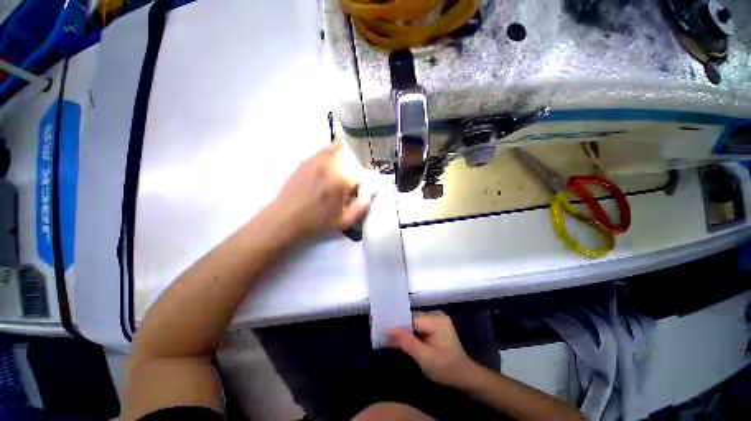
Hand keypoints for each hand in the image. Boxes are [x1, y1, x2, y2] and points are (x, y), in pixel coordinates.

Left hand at [270, 141, 373, 239]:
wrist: (285, 218)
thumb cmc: (317, 222)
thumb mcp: (345, 221)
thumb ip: (363, 206)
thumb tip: (374, 191)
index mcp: (343, 180)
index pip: (362, 172)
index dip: (363, 181)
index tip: (358, 188)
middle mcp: (331, 165)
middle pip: (352, 157)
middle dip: (355, 166)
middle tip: (351, 179)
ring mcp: (317, 160)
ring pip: (339, 148)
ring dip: (345, 156)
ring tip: (343, 168)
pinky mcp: (307, 160)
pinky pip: (325, 149)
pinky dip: (332, 151)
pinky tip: (331, 165)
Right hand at [388, 311, 479, 388]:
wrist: (464, 377)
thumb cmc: (446, 369)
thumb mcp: (425, 358)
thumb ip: (407, 342)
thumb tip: (388, 329)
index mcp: (436, 319)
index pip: (411, 319)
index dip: (398, 326)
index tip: (384, 332)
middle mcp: (435, 314)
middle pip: (412, 319)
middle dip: (401, 329)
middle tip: (386, 338)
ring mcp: (436, 319)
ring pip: (414, 322)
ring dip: (405, 332)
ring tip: (391, 339)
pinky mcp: (435, 325)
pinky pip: (418, 326)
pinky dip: (411, 333)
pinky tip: (403, 340)